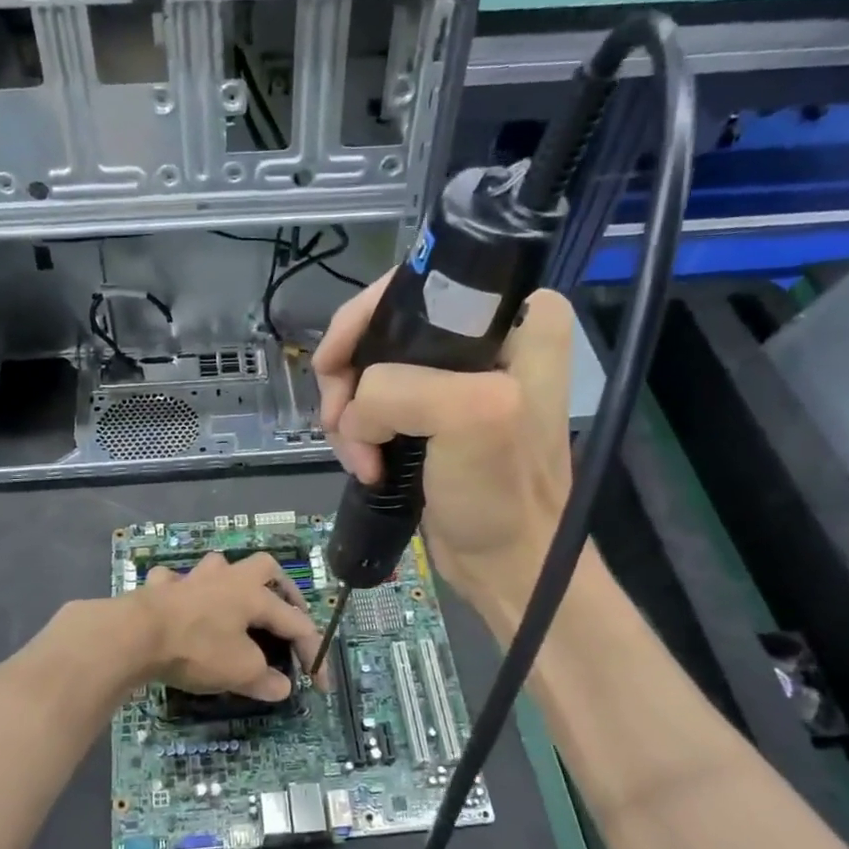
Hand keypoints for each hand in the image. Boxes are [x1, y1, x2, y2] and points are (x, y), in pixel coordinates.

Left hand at [128, 551, 321, 701]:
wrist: (135, 634)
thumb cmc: (197, 648)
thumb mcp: (239, 671)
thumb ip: (264, 679)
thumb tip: (281, 687)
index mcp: (253, 595)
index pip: (296, 623)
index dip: (313, 654)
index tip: (320, 686)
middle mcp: (226, 578)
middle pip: (264, 567)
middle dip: (280, 588)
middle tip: (284, 613)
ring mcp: (190, 579)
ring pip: (218, 567)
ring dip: (229, 583)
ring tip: (231, 605)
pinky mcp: (159, 588)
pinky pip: (175, 583)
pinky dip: (182, 593)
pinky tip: (180, 607)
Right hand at [314, 280, 575, 614]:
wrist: (508, 563)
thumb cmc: (502, 492)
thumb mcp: (469, 417)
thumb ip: (399, 389)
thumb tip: (353, 411)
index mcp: (515, 314)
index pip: (416, 284)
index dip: (363, 319)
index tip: (333, 366)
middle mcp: (487, 335)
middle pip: (382, 329)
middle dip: (349, 379)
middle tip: (342, 425)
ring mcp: (455, 377)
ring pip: (369, 371)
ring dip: (350, 417)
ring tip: (358, 460)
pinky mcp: (432, 414)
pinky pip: (373, 404)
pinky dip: (357, 434)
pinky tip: (363, 465)